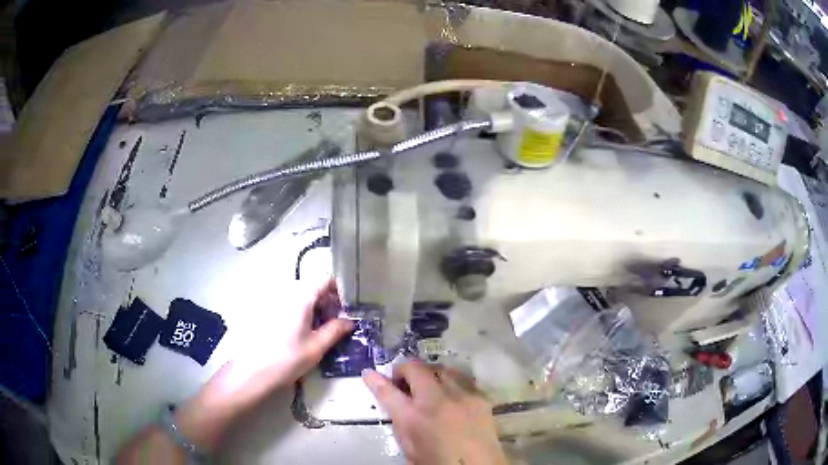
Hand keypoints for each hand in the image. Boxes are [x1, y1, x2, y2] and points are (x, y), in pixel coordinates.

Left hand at [176, 279, 352, 449]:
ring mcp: (275, 303)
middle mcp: (287, 294)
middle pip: (313, 289)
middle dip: (329, 303)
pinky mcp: (267, 313)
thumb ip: (336, 330)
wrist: (252, 372)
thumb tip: (350, 321)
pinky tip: (303, 336)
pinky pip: (290, 307)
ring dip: (316, 311)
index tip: (348, 309)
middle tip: (338, 325)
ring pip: (302, 299)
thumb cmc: (288, 358)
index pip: (325, 280)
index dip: (340, 291)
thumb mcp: (317, 347)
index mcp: (301, 297)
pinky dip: (302, 316)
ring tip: (322, 333)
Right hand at [363, 361, 507, 464]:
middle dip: (404, 370)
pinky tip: (451, 393)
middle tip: (402, 381)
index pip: (388, 392)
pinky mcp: (481, 396)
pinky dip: (452, 381)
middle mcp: (437, 401)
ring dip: (429, 373)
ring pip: (441, 368)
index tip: (369, 373)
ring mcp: (462, 396)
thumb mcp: (409, 447)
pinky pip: (463, 379)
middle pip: (416, 369)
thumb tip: (396, 403)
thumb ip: (400, 423)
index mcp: (414, 419)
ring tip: (428, 385)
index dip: (375, 380)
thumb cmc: (438, 462)